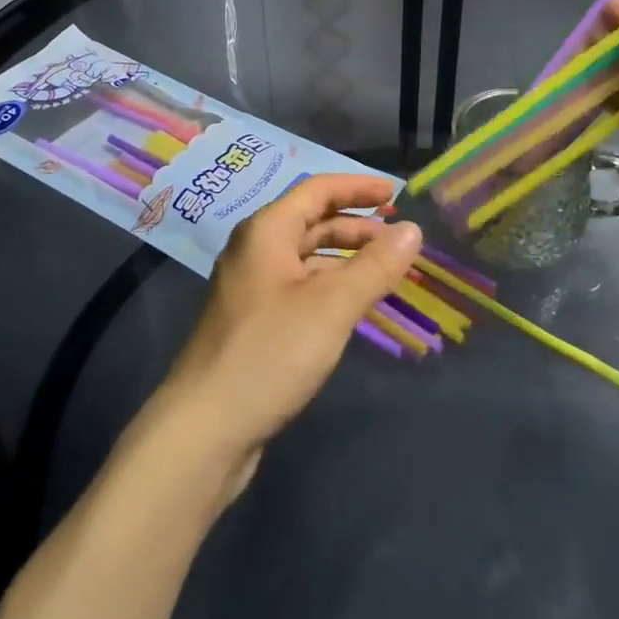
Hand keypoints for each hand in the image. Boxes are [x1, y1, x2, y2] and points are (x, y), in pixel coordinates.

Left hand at [155, 174, 421, 484]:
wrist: (204, 430)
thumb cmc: (270, 353)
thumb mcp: (332, 306)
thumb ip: (375, 266)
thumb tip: (414, 230)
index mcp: (266, 231)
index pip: (318, 190)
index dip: (358, 188)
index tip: (396, 194)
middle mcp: (255, 250)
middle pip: (312, 222)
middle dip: (357, 226)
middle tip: (399, 239)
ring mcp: (251, 287)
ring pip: (306, 257)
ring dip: (346, 258)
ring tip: (385, 271)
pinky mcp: (253, 321)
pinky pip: (299, 286)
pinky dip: (330, 285)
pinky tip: (352, 305)